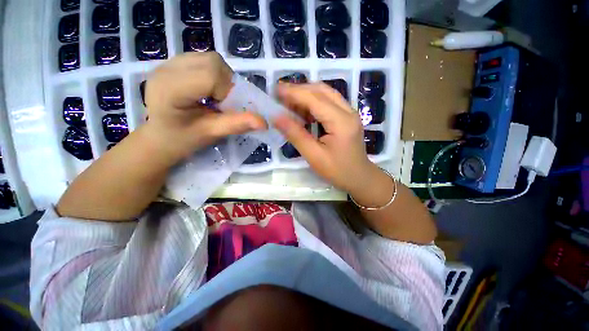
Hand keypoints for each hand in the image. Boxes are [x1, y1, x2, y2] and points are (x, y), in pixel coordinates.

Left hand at [143, 52, 265, 162]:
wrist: (161, 136)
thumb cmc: (183, 140)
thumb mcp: (211, 134)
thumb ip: (237, 125)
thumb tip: (264, 122)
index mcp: (170, 89)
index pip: (211, 75)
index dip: (228, 92)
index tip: (226, 109)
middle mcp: (167, 68)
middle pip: (213, 62)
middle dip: (227, 84)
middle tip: (224, 103)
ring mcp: (169, 62)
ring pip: (211, 59)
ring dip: (223, 79)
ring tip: (216, 97)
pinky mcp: (175, 63)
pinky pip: (205, 60)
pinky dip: (216, 75)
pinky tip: (209, 91)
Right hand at [274, 83, 385, 196]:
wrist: (360, 177)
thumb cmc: (337, 171)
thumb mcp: (314, 156)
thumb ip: (295, 135)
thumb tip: (276, 117)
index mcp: (341, 122)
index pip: (314, 99)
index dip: (293, 92)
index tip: (275, 90)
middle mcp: (348, 111)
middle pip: (321, 90)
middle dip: (299, 89)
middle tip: (280, 95)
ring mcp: (350, 112)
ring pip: (326, 93)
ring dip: (306, 94)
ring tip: (288, 102)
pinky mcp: (347, 116)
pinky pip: (329, 102)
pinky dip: (313, 102)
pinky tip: (303, 111)